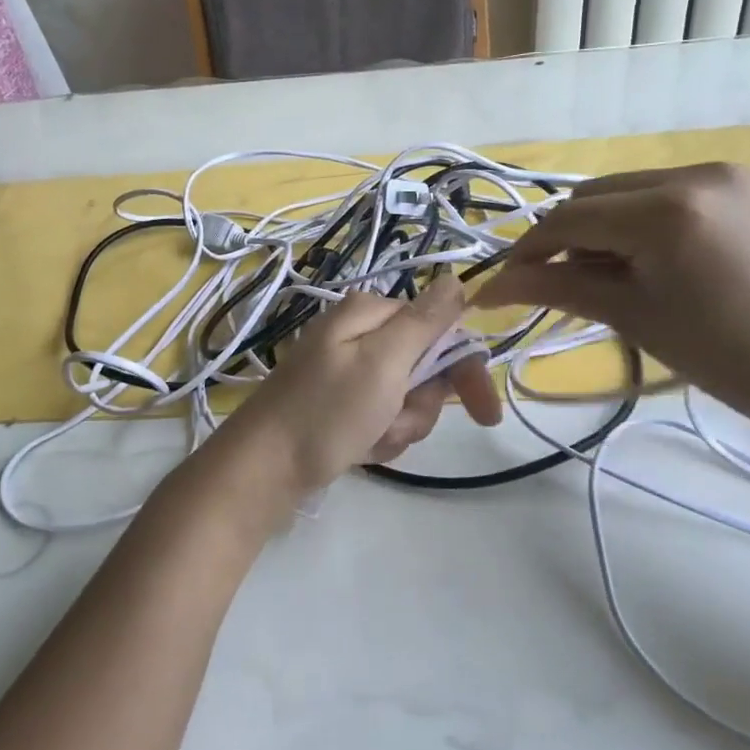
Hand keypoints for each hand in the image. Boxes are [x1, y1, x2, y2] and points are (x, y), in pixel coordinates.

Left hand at [215, 274, 502, 500]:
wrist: (265, 470)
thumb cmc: (327, 412)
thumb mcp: (382, 362)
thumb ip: (423, 321)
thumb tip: (455, 279)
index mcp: (369, 313)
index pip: (441, 330)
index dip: (465, 371)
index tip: (484, 415)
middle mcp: (359, 334)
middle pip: (425, 368)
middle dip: (418, 407)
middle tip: (392, 423)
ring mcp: (348, 371)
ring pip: (407, 399)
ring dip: (398, 427)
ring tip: (368, 438)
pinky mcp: (341, 404)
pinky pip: (382, 418)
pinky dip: (378, 438)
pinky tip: (357, 449)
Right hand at [472, 163, 749, 443]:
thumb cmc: (719, 354)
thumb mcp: (628, 315)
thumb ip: (554, 288)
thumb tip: (487, 289)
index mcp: (666, 209)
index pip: (569, 220)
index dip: (526, 253)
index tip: (498, 287)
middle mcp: (692, 173)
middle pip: (592, 197)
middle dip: (561, 239)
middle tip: (548, 285)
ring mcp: (721, 175)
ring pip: (623, 192)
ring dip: (596, 229)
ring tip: (596, 277)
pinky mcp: (738, 187)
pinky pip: (659, 195)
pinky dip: (633, 223)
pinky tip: (636, 260)